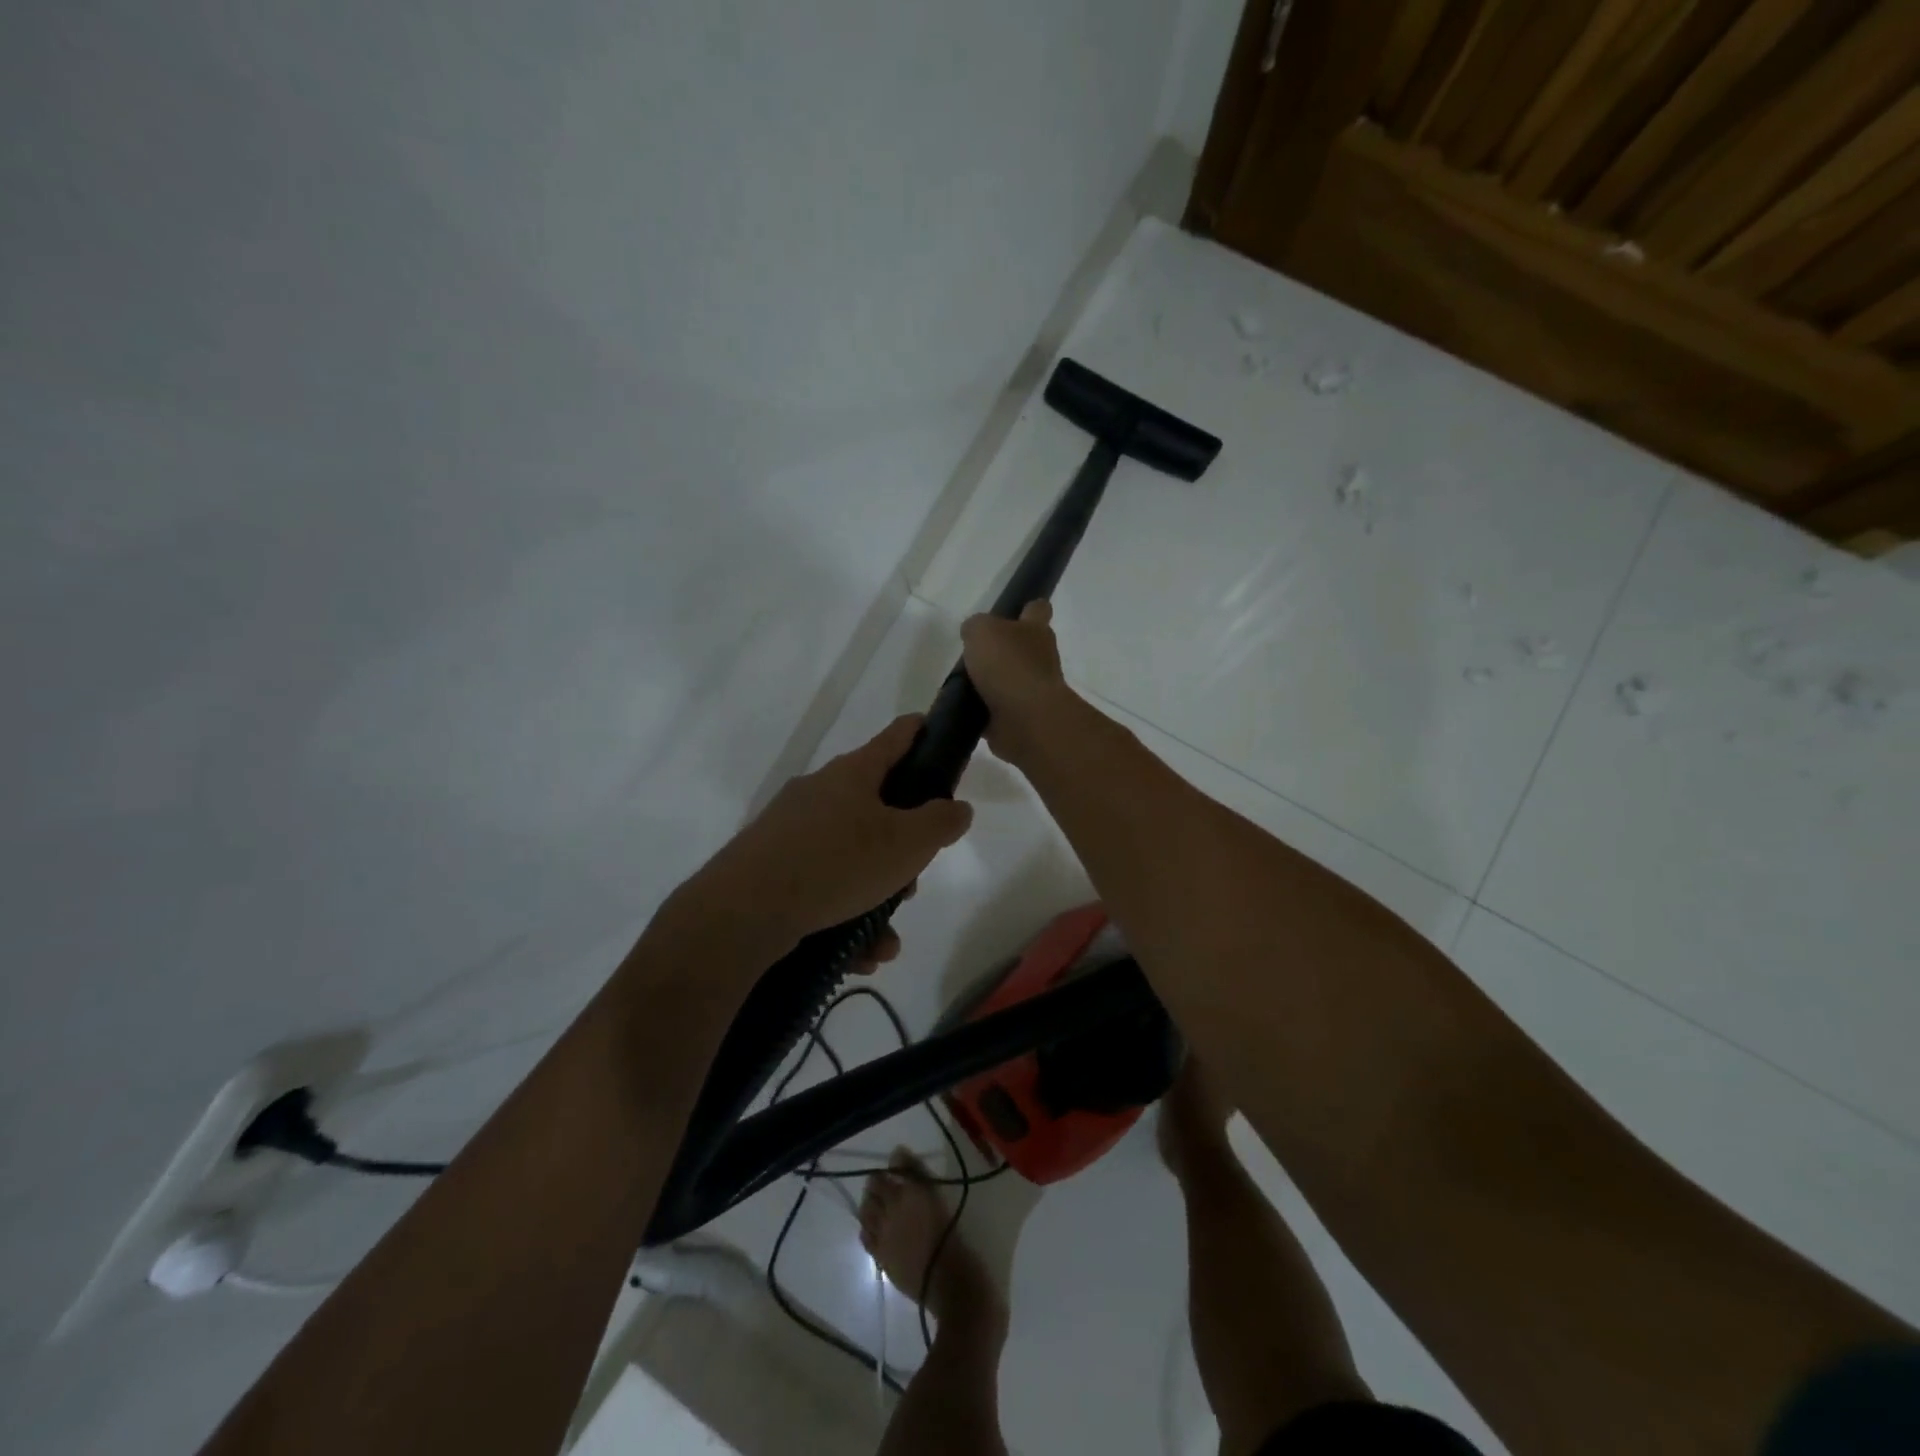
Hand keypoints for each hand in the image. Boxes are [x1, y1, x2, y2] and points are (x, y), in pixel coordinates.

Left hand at [692, 715, 973, 946]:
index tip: (937, 733)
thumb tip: (957, 807)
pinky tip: (859, 952)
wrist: (742, 911)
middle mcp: (820, 792)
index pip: (897, 736)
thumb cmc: (836, 862)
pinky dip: (845, 913)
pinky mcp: (771, 865)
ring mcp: (791, 829)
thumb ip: (941, 822)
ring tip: (885, 937)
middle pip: (877, 806)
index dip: (922, 732)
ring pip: (851, 855)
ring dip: (876, 894)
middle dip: (903, 847)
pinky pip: (823, 883)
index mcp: (853, 774)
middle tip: (911, 880)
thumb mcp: (907, 844)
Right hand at [960, 600, 1075, 763]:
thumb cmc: (1008, 665)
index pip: (1038, 609)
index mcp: (1036, 631)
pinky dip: (982, 710)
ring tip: (960, 682)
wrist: (1025, 719)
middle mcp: (1040, 659)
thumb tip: (973, 634)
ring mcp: (1031, 691)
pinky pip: (997, 710)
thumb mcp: (982, 631)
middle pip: (1022, 648)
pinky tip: (962, 708)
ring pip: (1009, 680)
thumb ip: (975, 626)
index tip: (1013, 610)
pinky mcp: (1019, 718)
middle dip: (1002, 650)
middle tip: (973, 651)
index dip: (1027, 607)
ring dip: (990, 682)